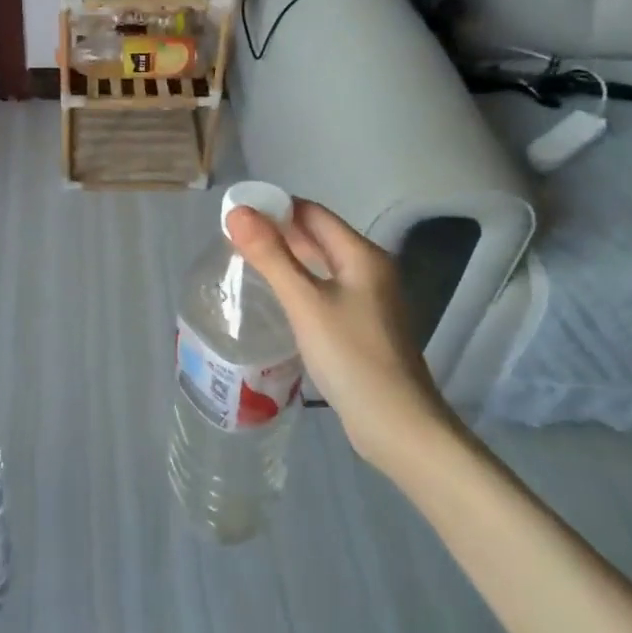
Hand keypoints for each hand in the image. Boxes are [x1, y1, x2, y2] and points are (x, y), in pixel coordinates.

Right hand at [226, 199, 454, 469]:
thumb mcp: (305, 303)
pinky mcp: (362, 325)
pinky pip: (325, 289)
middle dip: (278, 230)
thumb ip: (271, 256)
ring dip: (287, 257)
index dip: (275, 206)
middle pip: (318, 236)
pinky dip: (299, 282)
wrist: (398, 426)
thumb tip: (237, 212)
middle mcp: (370, 269)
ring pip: (321, 264)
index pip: (312, 213)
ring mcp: (369, 299)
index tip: (236, 213)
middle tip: (234, 236)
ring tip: (246, 260)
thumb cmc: (351, 357)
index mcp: (362, 255)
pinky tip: (277, 296)